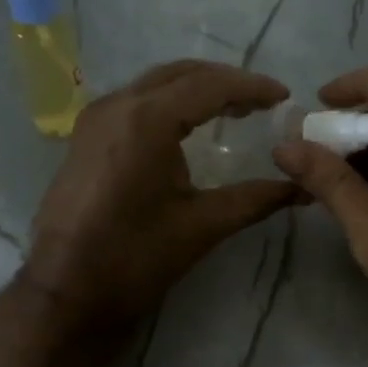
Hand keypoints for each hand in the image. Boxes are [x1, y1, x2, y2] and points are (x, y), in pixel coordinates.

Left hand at [24, 61, 297, 334]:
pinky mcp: (85, 137)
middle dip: (224, 82)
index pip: (209, 86)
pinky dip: (169, 103)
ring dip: (195, 89)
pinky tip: (188, 127)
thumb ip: (255, 199)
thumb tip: (301, 189)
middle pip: (180, 74)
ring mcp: (95, 118)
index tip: (283, 97)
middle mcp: (117, 105)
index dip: (251, 87)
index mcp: (147, 119)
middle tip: (261, 102)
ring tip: (233, 110)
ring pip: (155, 84)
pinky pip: (135, 102)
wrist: (65, 291)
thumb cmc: (135, 257)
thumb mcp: (202, 225)